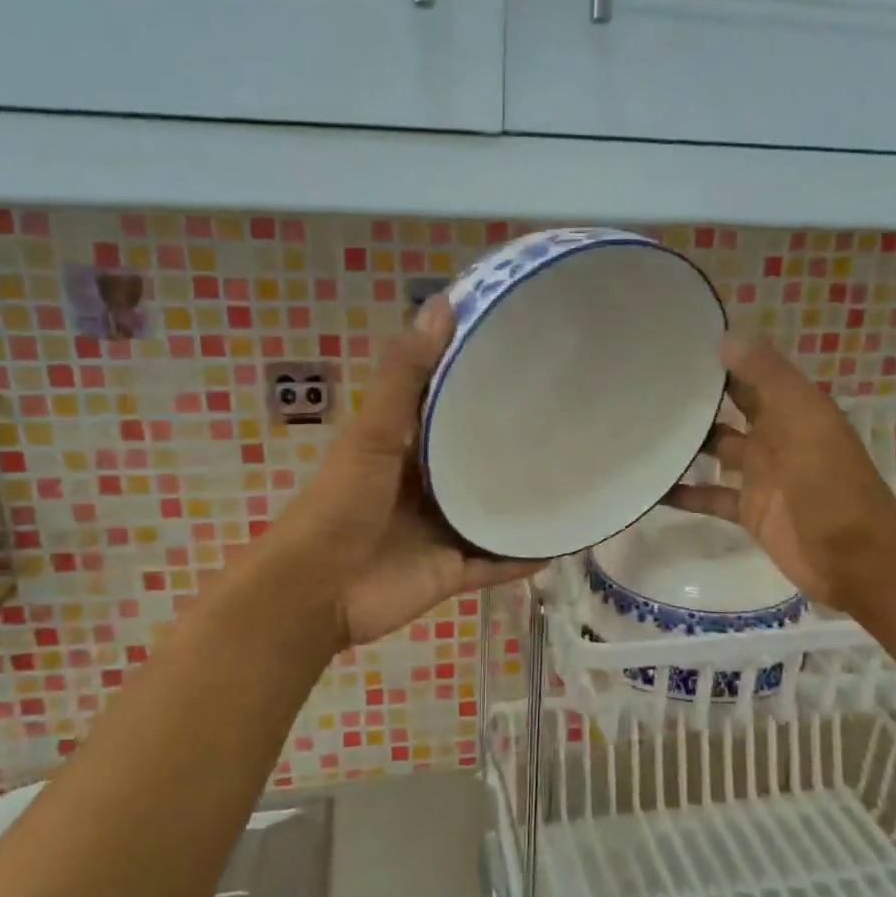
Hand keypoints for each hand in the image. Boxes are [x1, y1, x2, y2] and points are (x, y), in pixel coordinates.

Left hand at [273, 299, 543, 648]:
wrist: (316, 592)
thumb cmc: (340, 505)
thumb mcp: (372, 434)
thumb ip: (404, 377)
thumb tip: (442, 304)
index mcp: (406, 449)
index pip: (451, 410)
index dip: (483, 385)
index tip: (531, 359)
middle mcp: (428, 488)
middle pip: (479, 463)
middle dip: (516, 447)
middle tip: (571, 419)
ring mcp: (443, 532)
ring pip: (494, 513)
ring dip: (526, 502)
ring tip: (579, 477)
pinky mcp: (454, 572)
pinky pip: (499, 563)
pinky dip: (526, 556)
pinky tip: (567, 539)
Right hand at [666, 336, 895, 607]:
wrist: (856, 560)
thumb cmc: (831, 485)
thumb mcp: (804, 421)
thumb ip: (768, 379)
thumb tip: (725, 338)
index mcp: (793, 409)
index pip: (751, 373)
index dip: (720, 359)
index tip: (674, 345)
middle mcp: (775, 436)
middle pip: (729, 409)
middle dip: (697, 398)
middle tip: (645, 385)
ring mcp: (761, 475)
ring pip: (716, 450)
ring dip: (686, 444)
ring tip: (639, 430)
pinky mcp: (750, 511)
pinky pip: (710, 496)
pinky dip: (684, 494)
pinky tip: (651, 489)